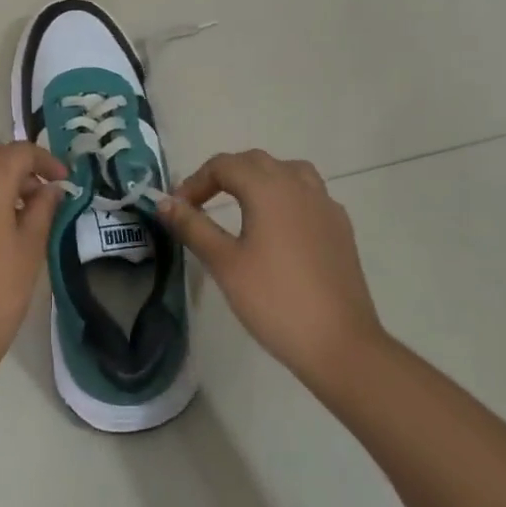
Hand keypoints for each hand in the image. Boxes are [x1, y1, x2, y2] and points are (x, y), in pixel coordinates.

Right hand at [155, 150, 387, 394]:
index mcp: (268, 188)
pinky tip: (279, 227)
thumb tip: (164, 202)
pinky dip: (286, 197)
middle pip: (255, 162)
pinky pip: (309, 195)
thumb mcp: (224, 263)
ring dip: (259, 179)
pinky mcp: (341, 228)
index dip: (196, 182)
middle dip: (224, 176)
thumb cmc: (274, 300)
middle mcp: (299, 185)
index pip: (224, 165)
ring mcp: (325, 205)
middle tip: (201, 204)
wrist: (340, 344)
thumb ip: (193, 227)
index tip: (178, 209)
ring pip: (287, 172)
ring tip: (242, 205)